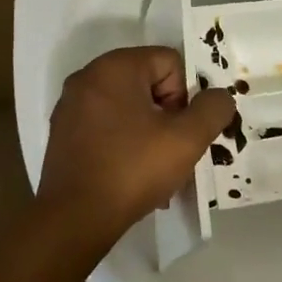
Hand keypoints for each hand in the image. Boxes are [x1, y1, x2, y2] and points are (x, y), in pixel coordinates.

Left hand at [38, 46, 235, 238]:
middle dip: (166, 115)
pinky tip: (130, 174)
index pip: (169, 62)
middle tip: (170, 151)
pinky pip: (106, 125)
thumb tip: (219, 97)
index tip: (178, 131)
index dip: (183, 96)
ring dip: (148, 132)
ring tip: (153, 169)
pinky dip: (124, 143)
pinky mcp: (63, 133)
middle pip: (148, 83)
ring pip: (128, 107)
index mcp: (114, 67)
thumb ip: (212, 109)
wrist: (74, 219)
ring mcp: (71, 106)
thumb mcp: (187, 139)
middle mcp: (88, 77)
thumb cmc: (132, 170)